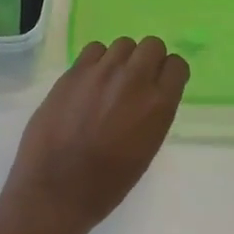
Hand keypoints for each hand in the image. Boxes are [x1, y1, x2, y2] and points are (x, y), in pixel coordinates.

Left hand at [1, 37, 189, 233]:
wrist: (57, 189)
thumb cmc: (107, 183)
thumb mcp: (146, 149)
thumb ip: (152, 113)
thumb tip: (148, 95)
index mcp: (158, 105)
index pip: (177, 65)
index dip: (169, 73)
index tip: (161, 83)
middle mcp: (134, 80)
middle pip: (152, 45)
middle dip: (148, 59)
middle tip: (136, 79)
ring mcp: (101, 72)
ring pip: (122, 44)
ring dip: (121, 59)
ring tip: (110, 81)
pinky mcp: (73, 72)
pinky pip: (94, 49)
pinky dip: (96, 61)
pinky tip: (89, 82)